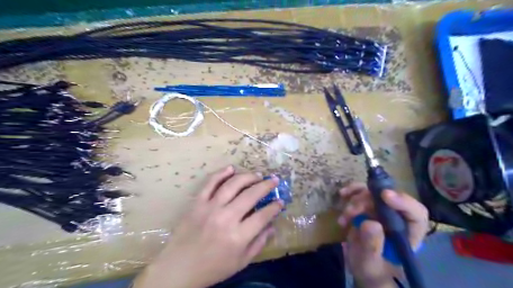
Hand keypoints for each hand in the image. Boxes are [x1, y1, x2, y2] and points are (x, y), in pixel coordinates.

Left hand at [133, 166, 284, 286]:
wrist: (179, 269)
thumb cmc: (213, 268)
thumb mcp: (241, 262)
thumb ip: (259, 243)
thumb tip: (272, 226)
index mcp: (238, 236)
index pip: (263, 215)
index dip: (275, 207)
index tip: (281, 201)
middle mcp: (226, 218)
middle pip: (251, 195)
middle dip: (266, 186)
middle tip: (274, 180)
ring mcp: (210, 208)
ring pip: (233, 185)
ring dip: (248, 177)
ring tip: (258, 175)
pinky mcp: (197, 203)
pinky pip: (210, 183)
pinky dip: (221, 174)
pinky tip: (231, 168)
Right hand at [339, 183, 426, 286]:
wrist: (362, 267)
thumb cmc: (371, 270)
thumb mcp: (370, 263)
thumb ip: (372, 246)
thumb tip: (370, 223)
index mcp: (408, 234)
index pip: (416, 214)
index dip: (403, 202)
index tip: (384, 195)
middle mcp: (398, 219)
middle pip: (389, 199)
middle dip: (367, 201)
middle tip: (351, 212)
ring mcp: (382, 211)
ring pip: (373, 193)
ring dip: (356, 199)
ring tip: (345, 215)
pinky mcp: (368, 206)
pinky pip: (361, 192)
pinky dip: (351, 192)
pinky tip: (343, 194)